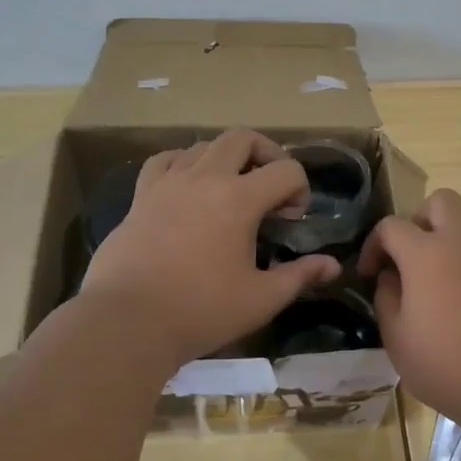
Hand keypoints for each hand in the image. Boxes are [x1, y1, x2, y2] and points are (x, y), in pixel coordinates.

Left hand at [81, 130, 341, 363]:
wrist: (127, 322)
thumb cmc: (201, 311)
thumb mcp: (261, 299)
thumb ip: (300, 276)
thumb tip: (333, 265)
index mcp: (239, 199)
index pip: (286, 170)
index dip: (300, 189)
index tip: (293, 219)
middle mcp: (204, 178)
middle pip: (242, 138)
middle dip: (267, 154)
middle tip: (271, 186)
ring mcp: (168, 183)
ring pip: (203, 145)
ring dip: (226, 158)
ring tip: (231, 187)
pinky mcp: (141, 196)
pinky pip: (164, 161)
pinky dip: (183, 163)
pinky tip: (187, 184)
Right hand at [357, 189, 460, 428]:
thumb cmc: (451, 367)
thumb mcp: (398, 341)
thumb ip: (387, 299)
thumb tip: (389, 276)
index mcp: (425, 253)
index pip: (390, 226)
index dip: (374, 244)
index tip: (370, 272)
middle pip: (440, 201)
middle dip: (420, 220)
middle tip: (415, 254)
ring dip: (458, 224)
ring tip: (451, 257)